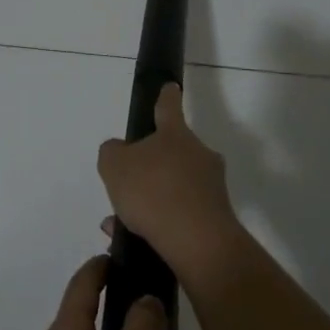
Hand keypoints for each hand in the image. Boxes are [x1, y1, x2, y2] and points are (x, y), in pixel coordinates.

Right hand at [97, 83, 238, 279]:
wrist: (197, 242)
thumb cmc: (153, 191)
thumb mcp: (114, 165)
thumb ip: (112, 152)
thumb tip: (121, 151)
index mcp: (175, 134)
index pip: (168, 107)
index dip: (166, 96)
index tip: (171, 87)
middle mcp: (199, 154)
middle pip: (173, 151)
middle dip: (152, 165)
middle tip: (128, 183)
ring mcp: (211, 186)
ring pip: (174, 186)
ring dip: (152, 199)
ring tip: (122, 220)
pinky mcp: (216, 217)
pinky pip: (181, 213)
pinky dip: (161, 222)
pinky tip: (136, 238)